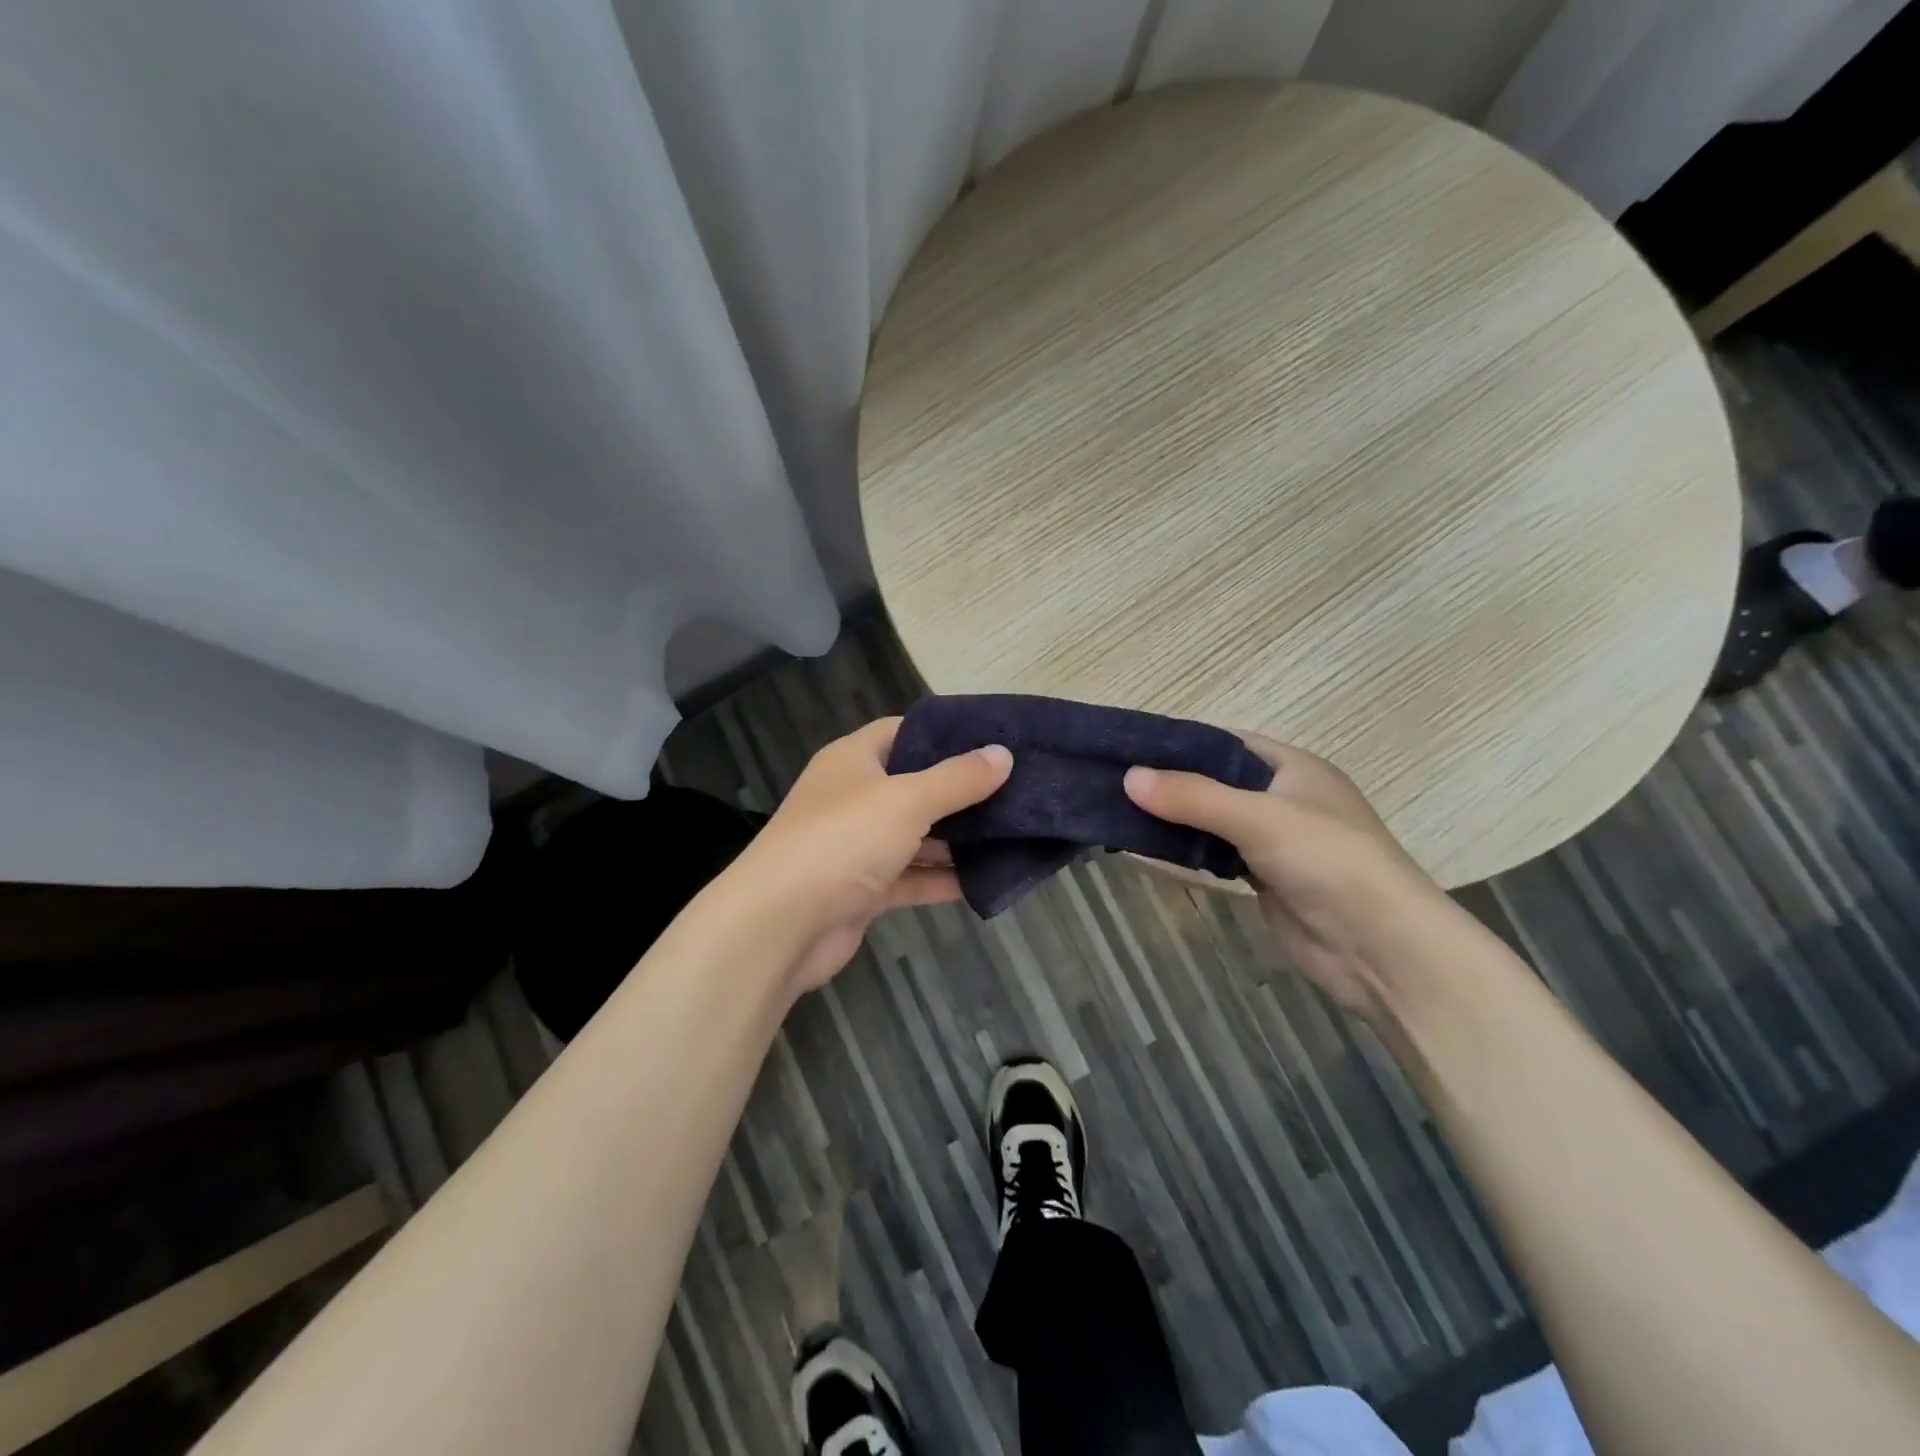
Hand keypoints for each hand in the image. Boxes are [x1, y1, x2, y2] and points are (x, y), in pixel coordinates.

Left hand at [724, 718, 1011, 993]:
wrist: (779, 927)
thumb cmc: (841, 842)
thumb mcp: (906, 800)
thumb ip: (957, 779)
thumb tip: (1002, 754)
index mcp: (853, 760)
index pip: (904, 731)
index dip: (946, 733)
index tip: (994, 739)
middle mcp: (854, 797)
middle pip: (915, 785)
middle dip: (962, 790)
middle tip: (1017, 788)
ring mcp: (857, 846)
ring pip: (917, 834)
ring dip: (958, 838)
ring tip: (1014, 832)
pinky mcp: (864, 890)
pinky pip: (912, 876)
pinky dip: (943, 878)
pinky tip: (987, 878)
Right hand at [1124, 734, 1450, 1017]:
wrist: (1381, 949)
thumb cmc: (1329, 862)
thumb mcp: (1258, 818)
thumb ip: (1193, 796)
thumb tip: (1128, 776)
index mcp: (1292, 767)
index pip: (1225, 742)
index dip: (1180, 743)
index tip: (1129, 747)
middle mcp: (1283, 798)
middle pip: (1215, 781)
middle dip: (1170, 782)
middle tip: (1113, 781)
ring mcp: (1275, 841)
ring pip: (1213, 820)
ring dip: (1176, 818)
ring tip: (1119, 810)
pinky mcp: (1265, 879)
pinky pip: (1217, 855)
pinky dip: (1188, 850)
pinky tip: (1151, 847)